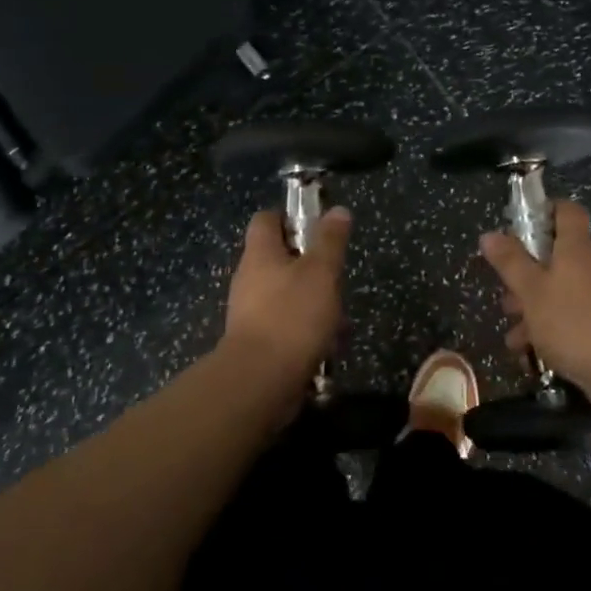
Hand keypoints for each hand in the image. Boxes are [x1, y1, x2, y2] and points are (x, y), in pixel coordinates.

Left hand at [221, 207, 351, 383]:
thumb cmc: (292, 316)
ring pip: (287, 295)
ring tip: (340, 319)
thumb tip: (337, 210)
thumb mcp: (321, 272)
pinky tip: (328, 345)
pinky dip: (306, 330)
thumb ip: (330, 240)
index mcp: (260, 254)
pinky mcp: (256, 341)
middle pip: (280, 259)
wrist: (260, 381)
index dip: (291, 218)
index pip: (267, 220)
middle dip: (312, 267)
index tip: (318, 229)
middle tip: (337, 279)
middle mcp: (249, 278)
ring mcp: (250, 312)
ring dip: (314, 302)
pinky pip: (285, 325)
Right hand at [480, 202, 590, 392]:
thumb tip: (490, 234)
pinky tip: (533, 354)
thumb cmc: (573, 322)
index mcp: (576, 248)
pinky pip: (574, 317)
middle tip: (506, 299)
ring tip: (514, 338)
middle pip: (556, 258)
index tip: (520, 227)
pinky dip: (553, 330)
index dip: (545, 211)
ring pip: (561, 292)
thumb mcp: (532, 292)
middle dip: (527, 277)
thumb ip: (510, 263)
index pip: (566, 212)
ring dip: (535, 310)